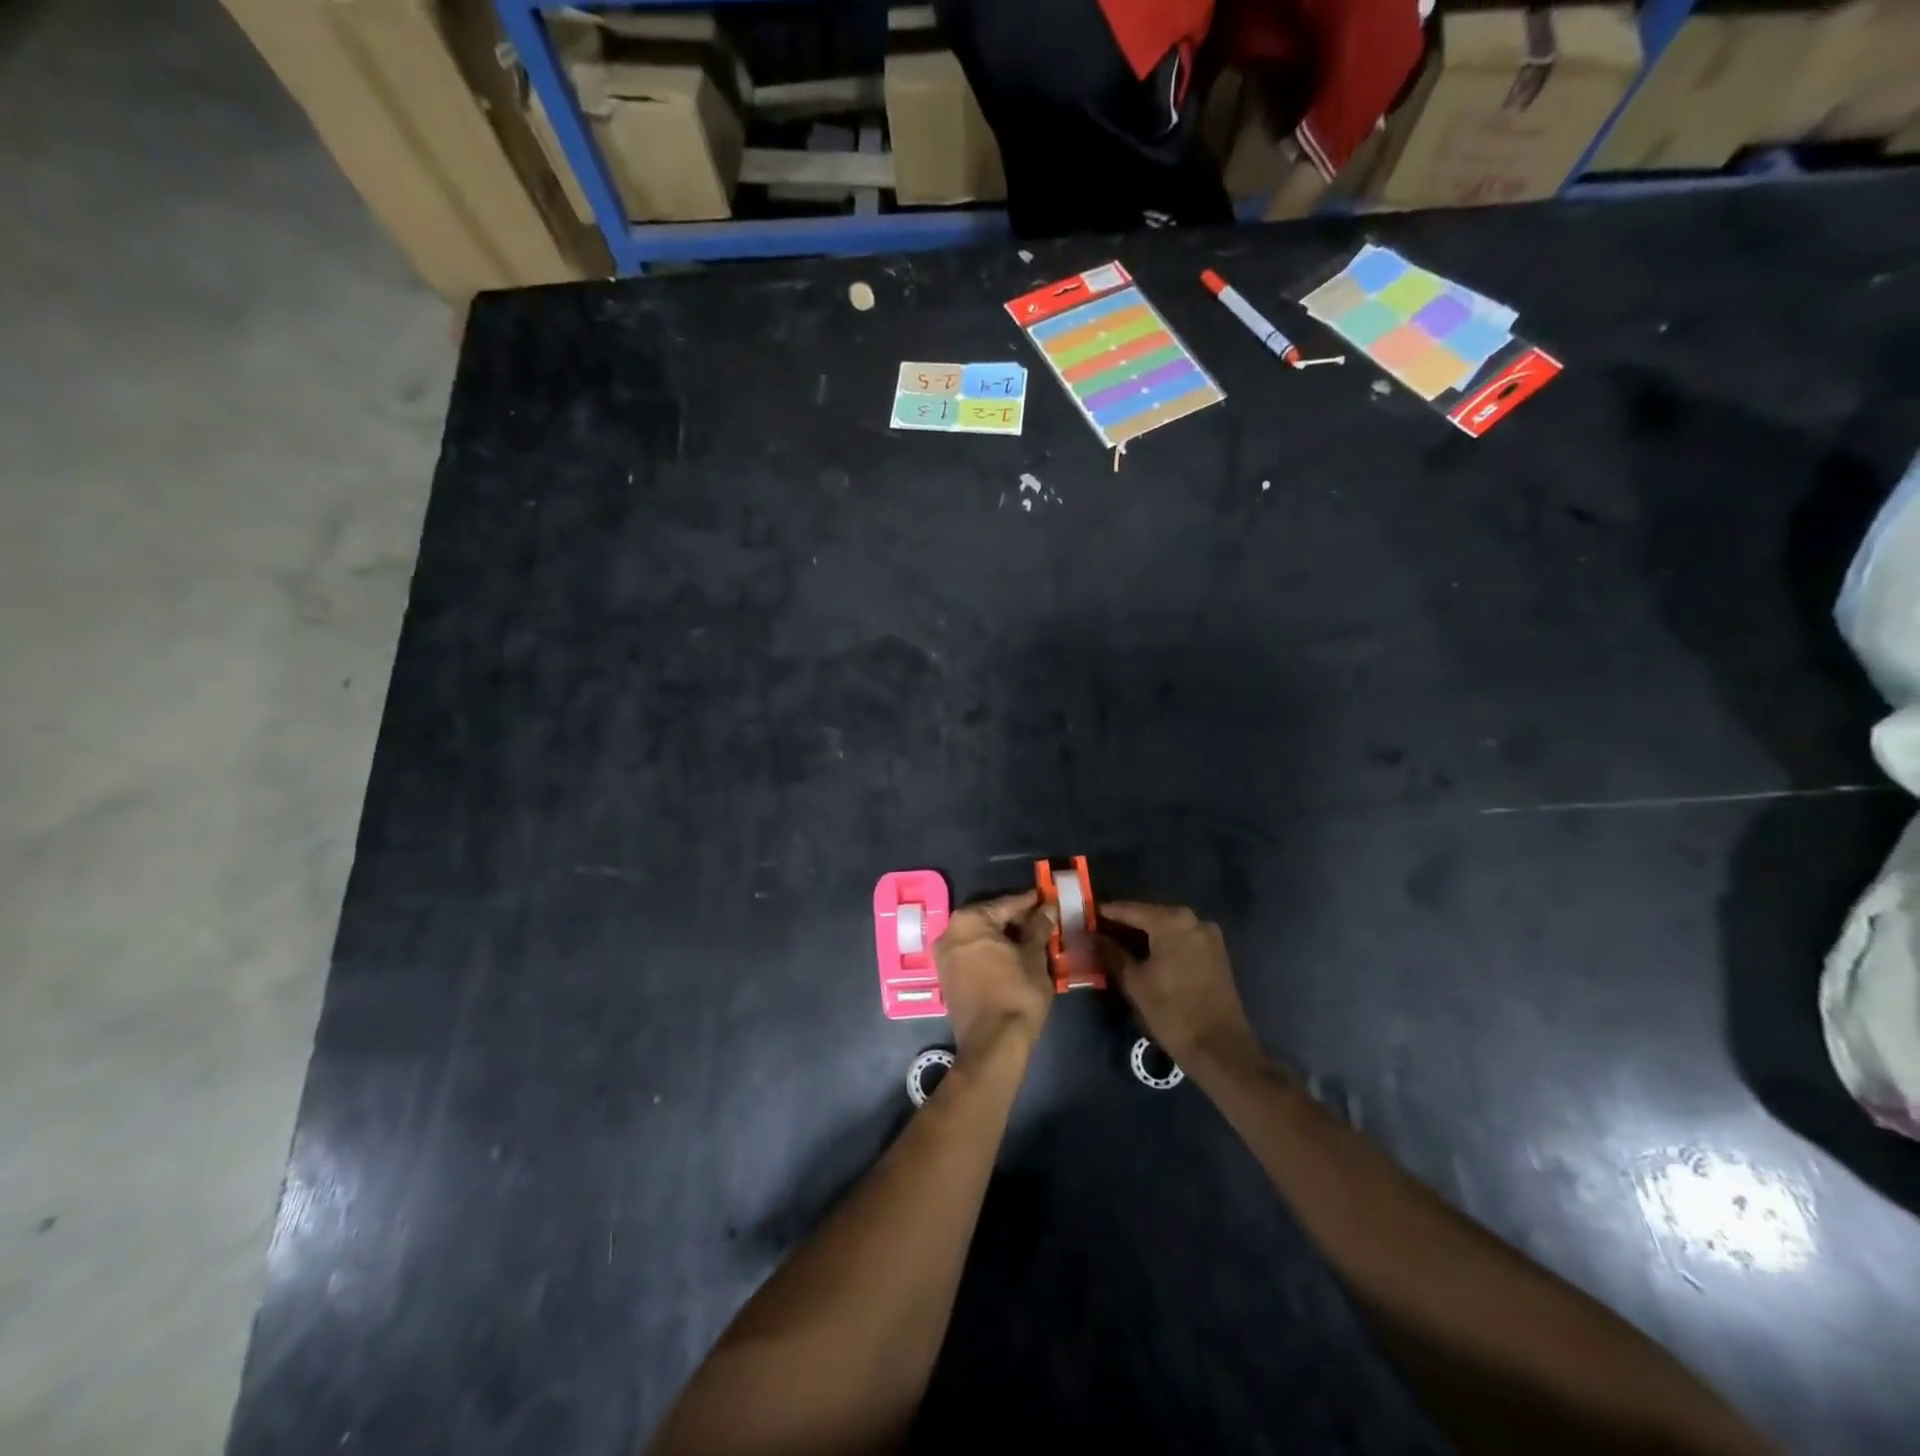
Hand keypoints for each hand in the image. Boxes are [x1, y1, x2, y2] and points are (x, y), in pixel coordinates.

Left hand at [934, 891, 1054, 1064]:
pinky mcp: (947, 976)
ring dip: (1005, 937)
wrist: (993, 1044)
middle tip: (1044, 920)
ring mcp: (945, 956)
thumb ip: (1039, 928)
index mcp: (969, 921)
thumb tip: (1047, 908)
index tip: (1048, 898)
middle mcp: (950, 932)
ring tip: (1034, 939)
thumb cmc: (1016, 993)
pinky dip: (992, 952)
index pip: (1006, 903)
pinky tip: (1015, 956)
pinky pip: (973, 954)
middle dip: (1017, 920)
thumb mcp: (1034, 957)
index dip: (1031, 902)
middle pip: (991, 918)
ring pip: (981, 937)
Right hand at [1099, 902, 1265, 1075]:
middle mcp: (1193, 920)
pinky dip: (1163, 943)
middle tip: (1100, 932)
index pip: (1131, 909)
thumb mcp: (1134, 982)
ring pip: (1168, 927)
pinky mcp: (1217, 953)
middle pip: (1151, 915)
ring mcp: (1209, 936)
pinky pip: (1182, 939)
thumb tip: (1092, 937)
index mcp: (1172, 921)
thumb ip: (1111, 953)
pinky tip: (1147, 955)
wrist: (1220, 1048)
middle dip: (1126, 924)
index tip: (1087, 916)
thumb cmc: (1172, 1011)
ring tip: (1119, 945)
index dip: (1107, 913)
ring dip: (1145, 935)